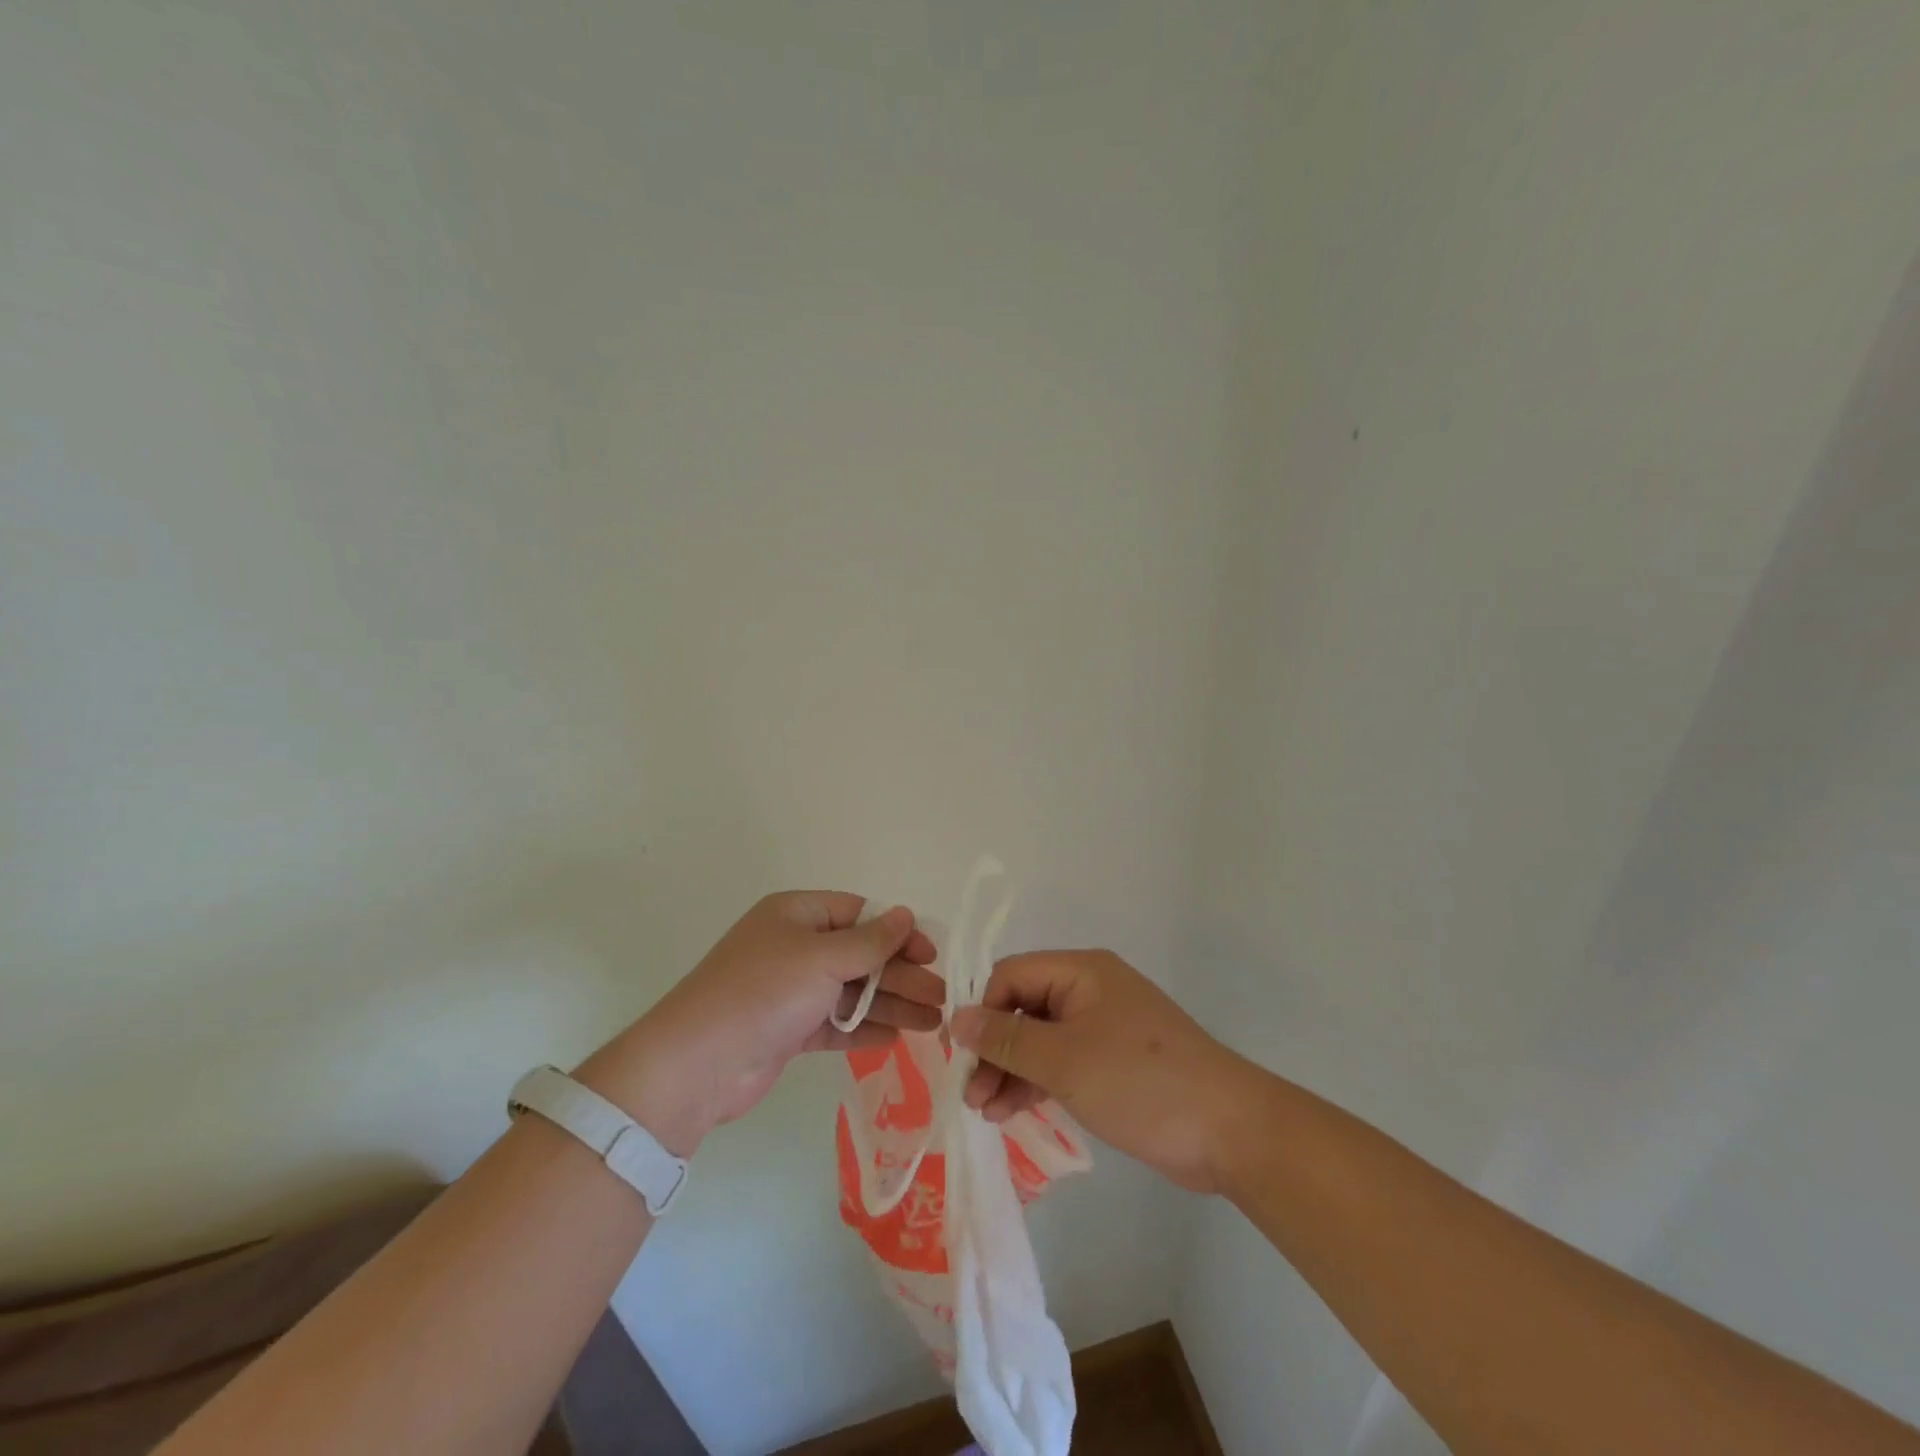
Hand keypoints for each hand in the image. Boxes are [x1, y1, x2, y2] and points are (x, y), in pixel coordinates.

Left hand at [576, 893, 941, 1155]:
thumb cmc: (763, 992)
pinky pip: (835, 1023)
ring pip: (852, 992)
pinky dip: (864, 1029)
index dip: (898, 932)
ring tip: (933, 1023)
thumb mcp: (821, 958)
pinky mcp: (788, 1029)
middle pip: (860, 955)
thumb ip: (870, 941)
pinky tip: (896, 1038)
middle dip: (901, 975)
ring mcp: (791, 990)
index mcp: (797, 914)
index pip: (859, 915)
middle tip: (941, 997)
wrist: (698, 1063)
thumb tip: (906, 915)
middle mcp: (794, 947)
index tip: (931, 954)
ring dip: (891, 1004)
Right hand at [951, 950, 1248, 1193]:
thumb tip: (958, 1018)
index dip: (983, 1011)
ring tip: (986, 1111)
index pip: (1012, 975)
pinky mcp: (1113, 1063)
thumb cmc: (1141, 1083)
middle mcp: (1090, 990)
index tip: (963, 1056)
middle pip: (1023, 1008)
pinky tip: (1011, 1112)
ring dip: (1010, 1071)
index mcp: (1082, 972)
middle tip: (971, 1095)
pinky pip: (1062, 1063)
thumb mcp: (1065, 1060)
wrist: (1229, 1131)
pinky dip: (1036, 1083)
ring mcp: (1103, 1028)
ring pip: (1040, 1040)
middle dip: (994, 1049)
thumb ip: (1007, 1039)